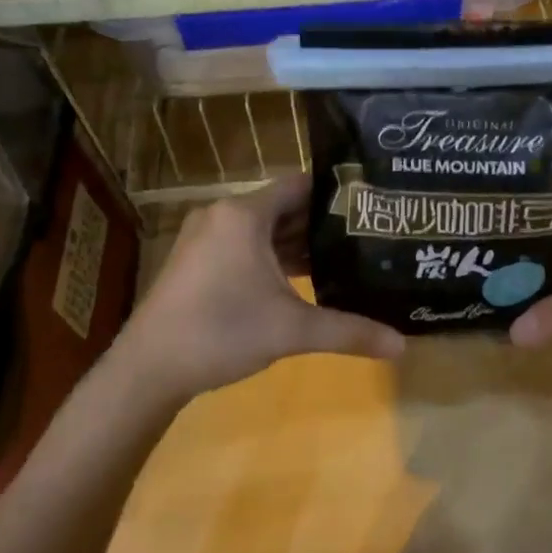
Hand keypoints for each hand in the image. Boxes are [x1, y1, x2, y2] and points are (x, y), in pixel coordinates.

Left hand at [100, 175, 403, 404]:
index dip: (336, 192)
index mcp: (244, 215)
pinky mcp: (198, 261)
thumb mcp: (292, 330)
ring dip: (298, 242)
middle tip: (367, 232)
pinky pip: (246, 246)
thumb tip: (403, 345)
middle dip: (323, 221)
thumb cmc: (221, 332)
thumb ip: (349, 331)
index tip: (371, 202)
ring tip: (345, 255)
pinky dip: (274, 256)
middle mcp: (223, 215)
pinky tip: (303, 278)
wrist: (148, 368)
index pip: (300, 184)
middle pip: (283, 206)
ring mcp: (207, 238)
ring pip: (264, 229)